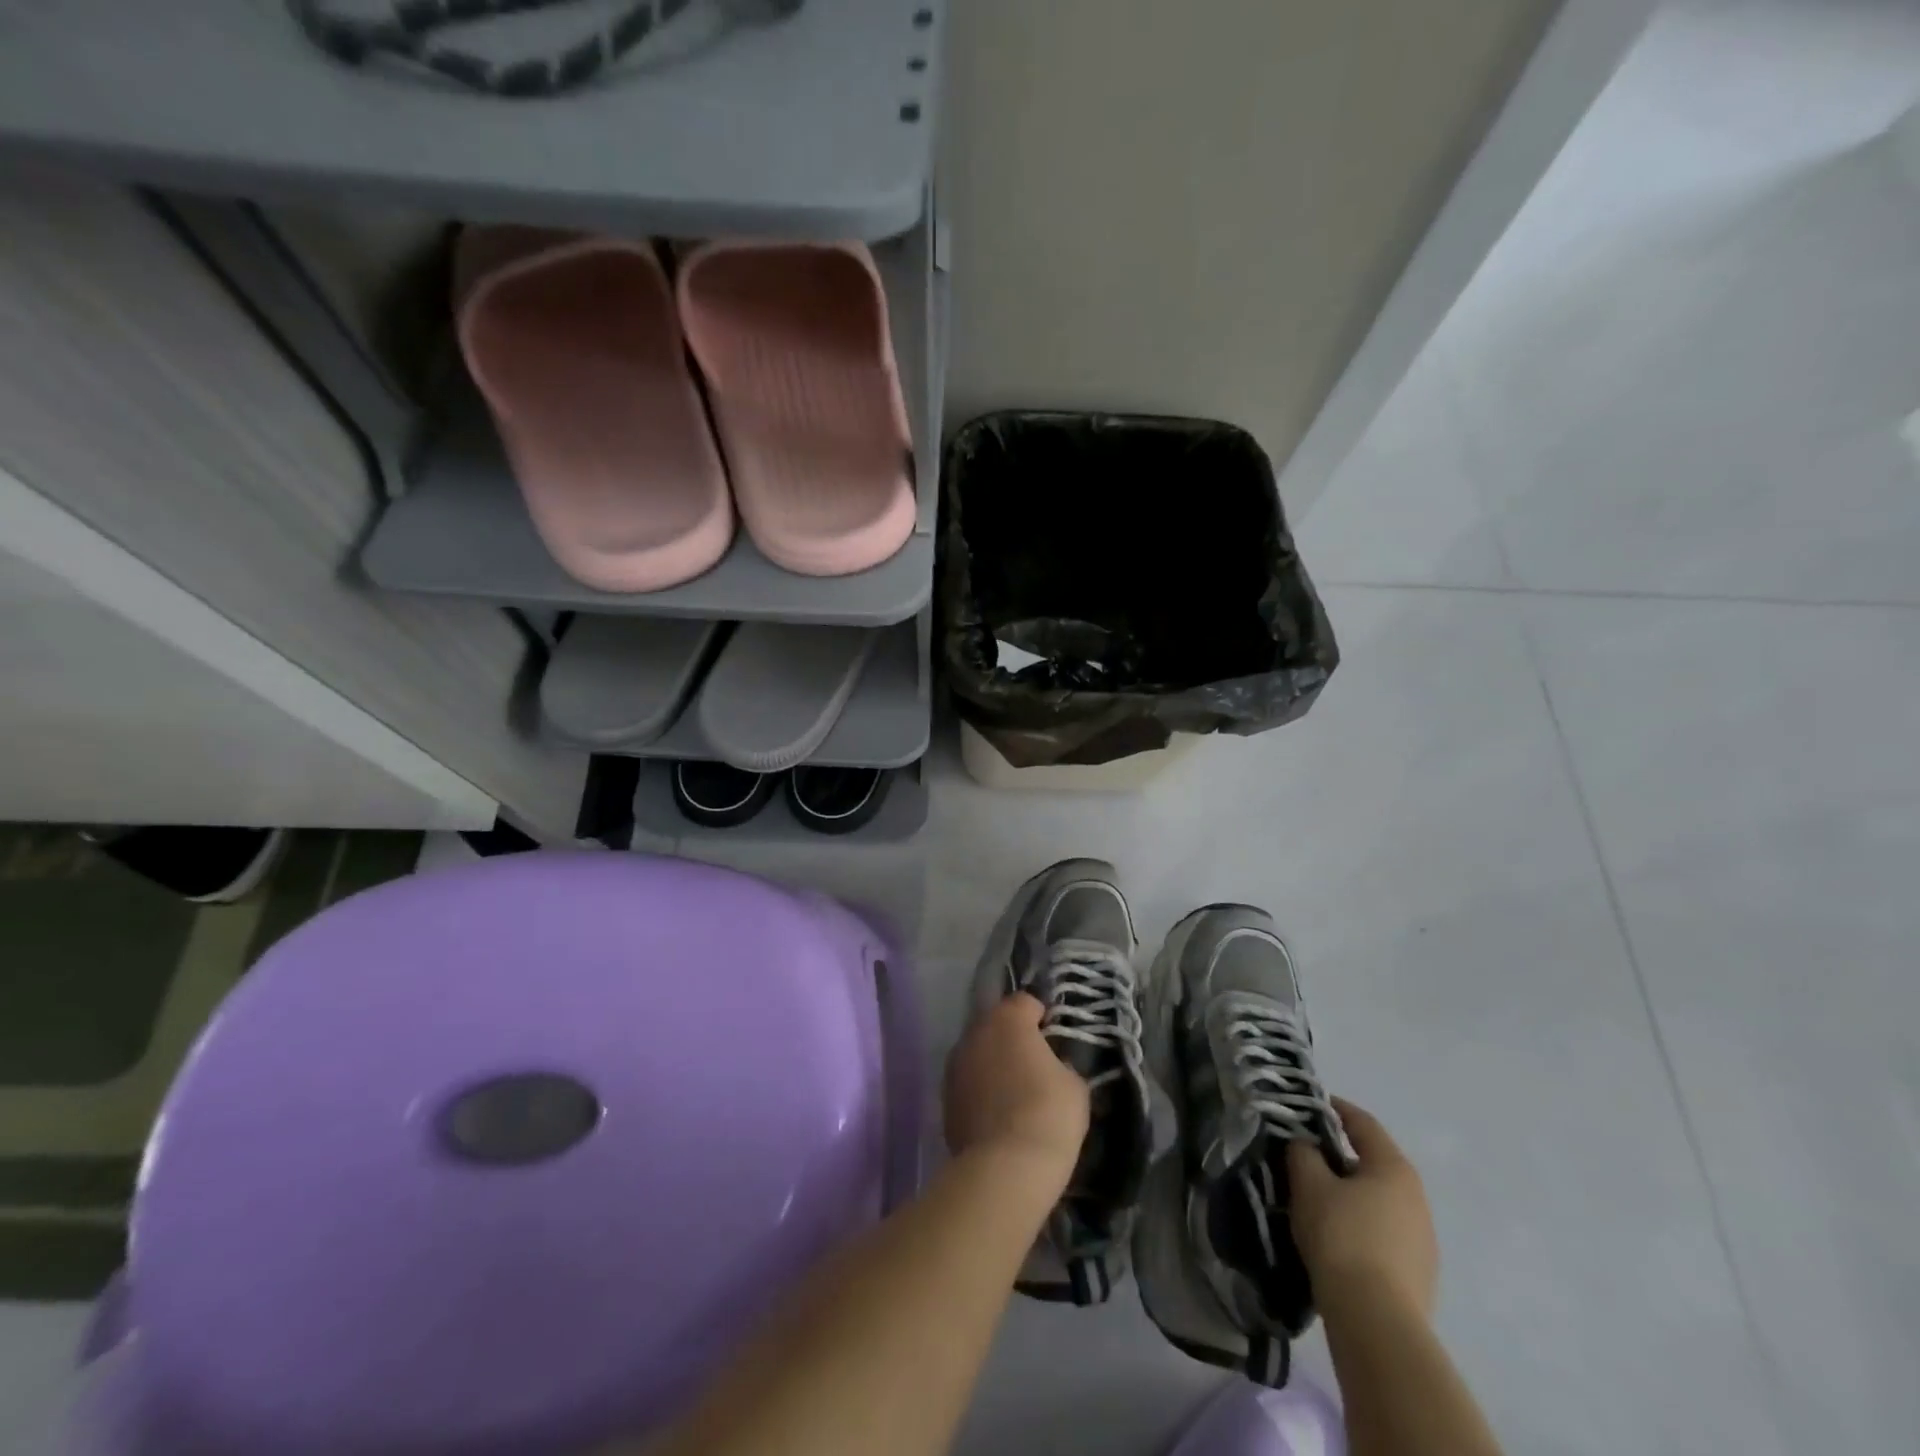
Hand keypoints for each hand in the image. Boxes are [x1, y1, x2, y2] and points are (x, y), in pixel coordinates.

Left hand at [943, 994, 1088, 1182]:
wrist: (1006, 1168)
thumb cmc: (1048, 1115)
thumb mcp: (1074, 1085)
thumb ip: (1060, 1064)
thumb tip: (1050, 1067)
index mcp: (1007, 1019)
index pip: (1025, 1002)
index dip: (1042, 1018)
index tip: (1054, 1041)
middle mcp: (975, 1032)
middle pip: (996, 1025)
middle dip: (1013, 1039)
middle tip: (1034, 1067)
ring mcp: (955, 1065)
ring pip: (978, 1053)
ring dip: (993, 1064)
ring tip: (1014, 1094)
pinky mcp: (944, 1098)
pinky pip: (968, 1083)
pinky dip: (980, 1091)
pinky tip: (997, 1117)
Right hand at [1288, 1098, 1437, 1318]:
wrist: (1377, 1322)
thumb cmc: (1341, 1236)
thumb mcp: (1309, 1183)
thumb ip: (1302, 1152)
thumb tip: (1304, 1143)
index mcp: (1394, 1168)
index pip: (1363, 1123)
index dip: (1334, 1108)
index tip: (1307, 1106)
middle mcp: (1417, 1198)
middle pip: (1372, 1163)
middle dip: (1336, 1156)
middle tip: (1302, 1156)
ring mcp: (1423, 1239)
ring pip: (1377, 1200)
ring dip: (1348, 1193)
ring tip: (1314, 1199)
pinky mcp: (1418, 1273)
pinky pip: (1382, 1232)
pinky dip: (1359, 1224)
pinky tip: (1335, 1238)